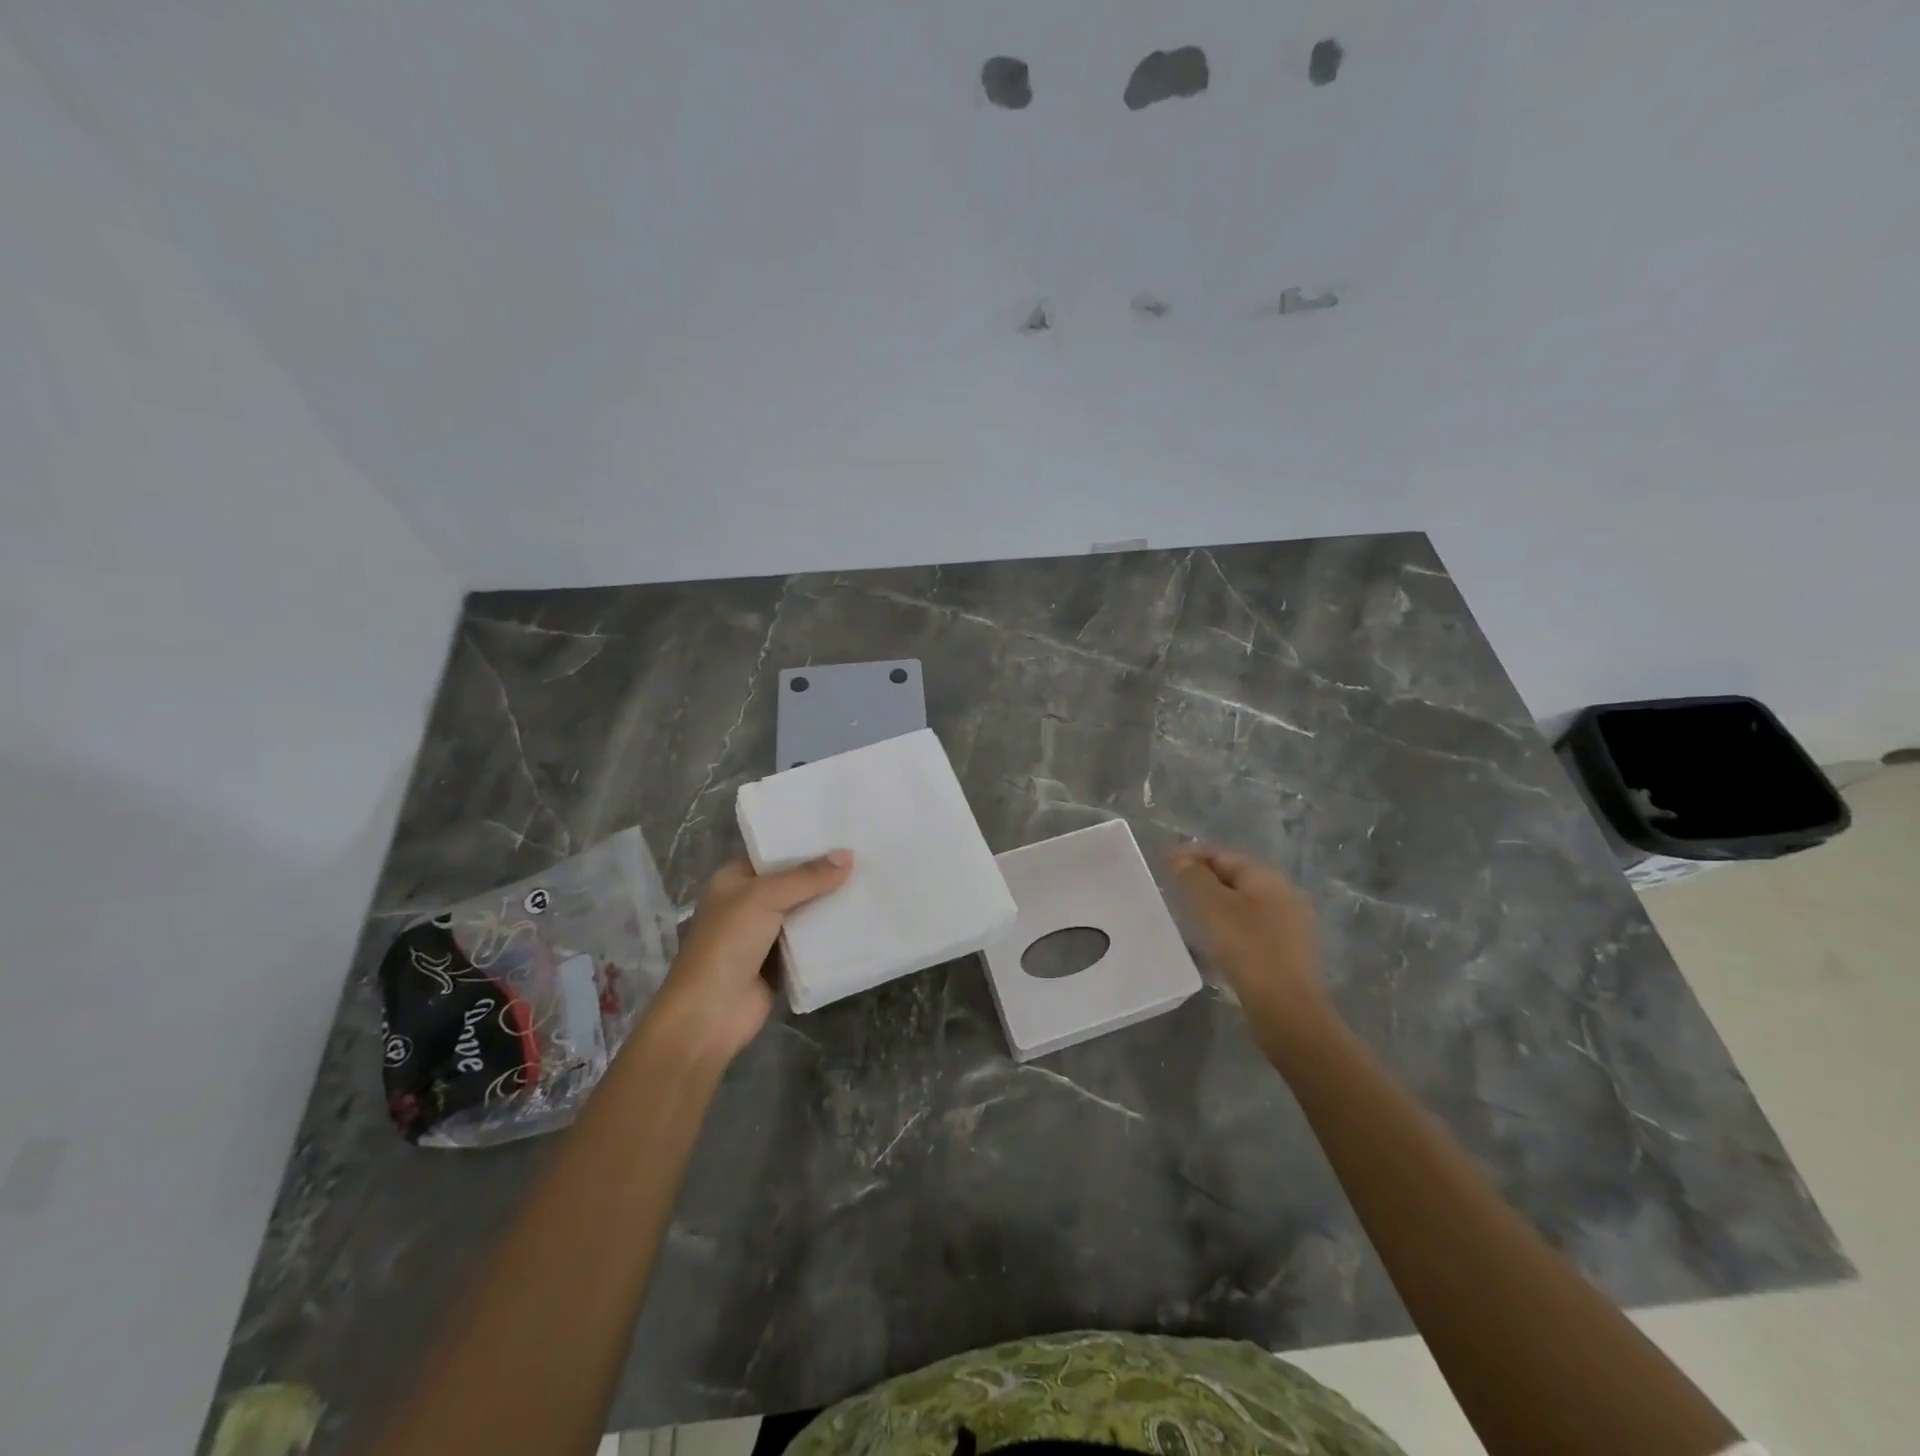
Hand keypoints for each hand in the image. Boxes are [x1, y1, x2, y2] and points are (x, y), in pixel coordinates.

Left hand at [646, 852, 852, 1064]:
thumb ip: (806, 877)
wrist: (710, 1014)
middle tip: (867, 857)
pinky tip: (861, 922)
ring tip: (872, 884)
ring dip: (831, 905)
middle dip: (825, 875)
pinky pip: (811, 942)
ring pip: (805, 913)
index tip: (844, 834)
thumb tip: (848, 856)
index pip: (774, 855)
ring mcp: (765, 935)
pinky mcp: (781, 963)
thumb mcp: (764, 898)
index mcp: (734, 881)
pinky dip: (830, 936)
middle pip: (794, 883)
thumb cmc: (728, 944)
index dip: (806, 845)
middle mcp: (749, 904)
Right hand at [1168, 843, 1337, 1060]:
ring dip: (1214, 903)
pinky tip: (1211, 940)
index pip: (1223, 854)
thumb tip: (1179, 858)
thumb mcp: (1212, 907)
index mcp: (1267, 878)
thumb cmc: (1247, 949)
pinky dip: (1226, 925)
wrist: (1286, 1010)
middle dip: (1202, 877)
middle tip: (1172, 886)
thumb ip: (1193, 877)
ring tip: (1186, 913)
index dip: (1191, 854)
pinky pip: (1249, 927)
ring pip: (1242, 903)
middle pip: (1235, 876)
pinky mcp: (1286, 953)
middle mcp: (1283, 895)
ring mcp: (1289, 926)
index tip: (1162, 862)